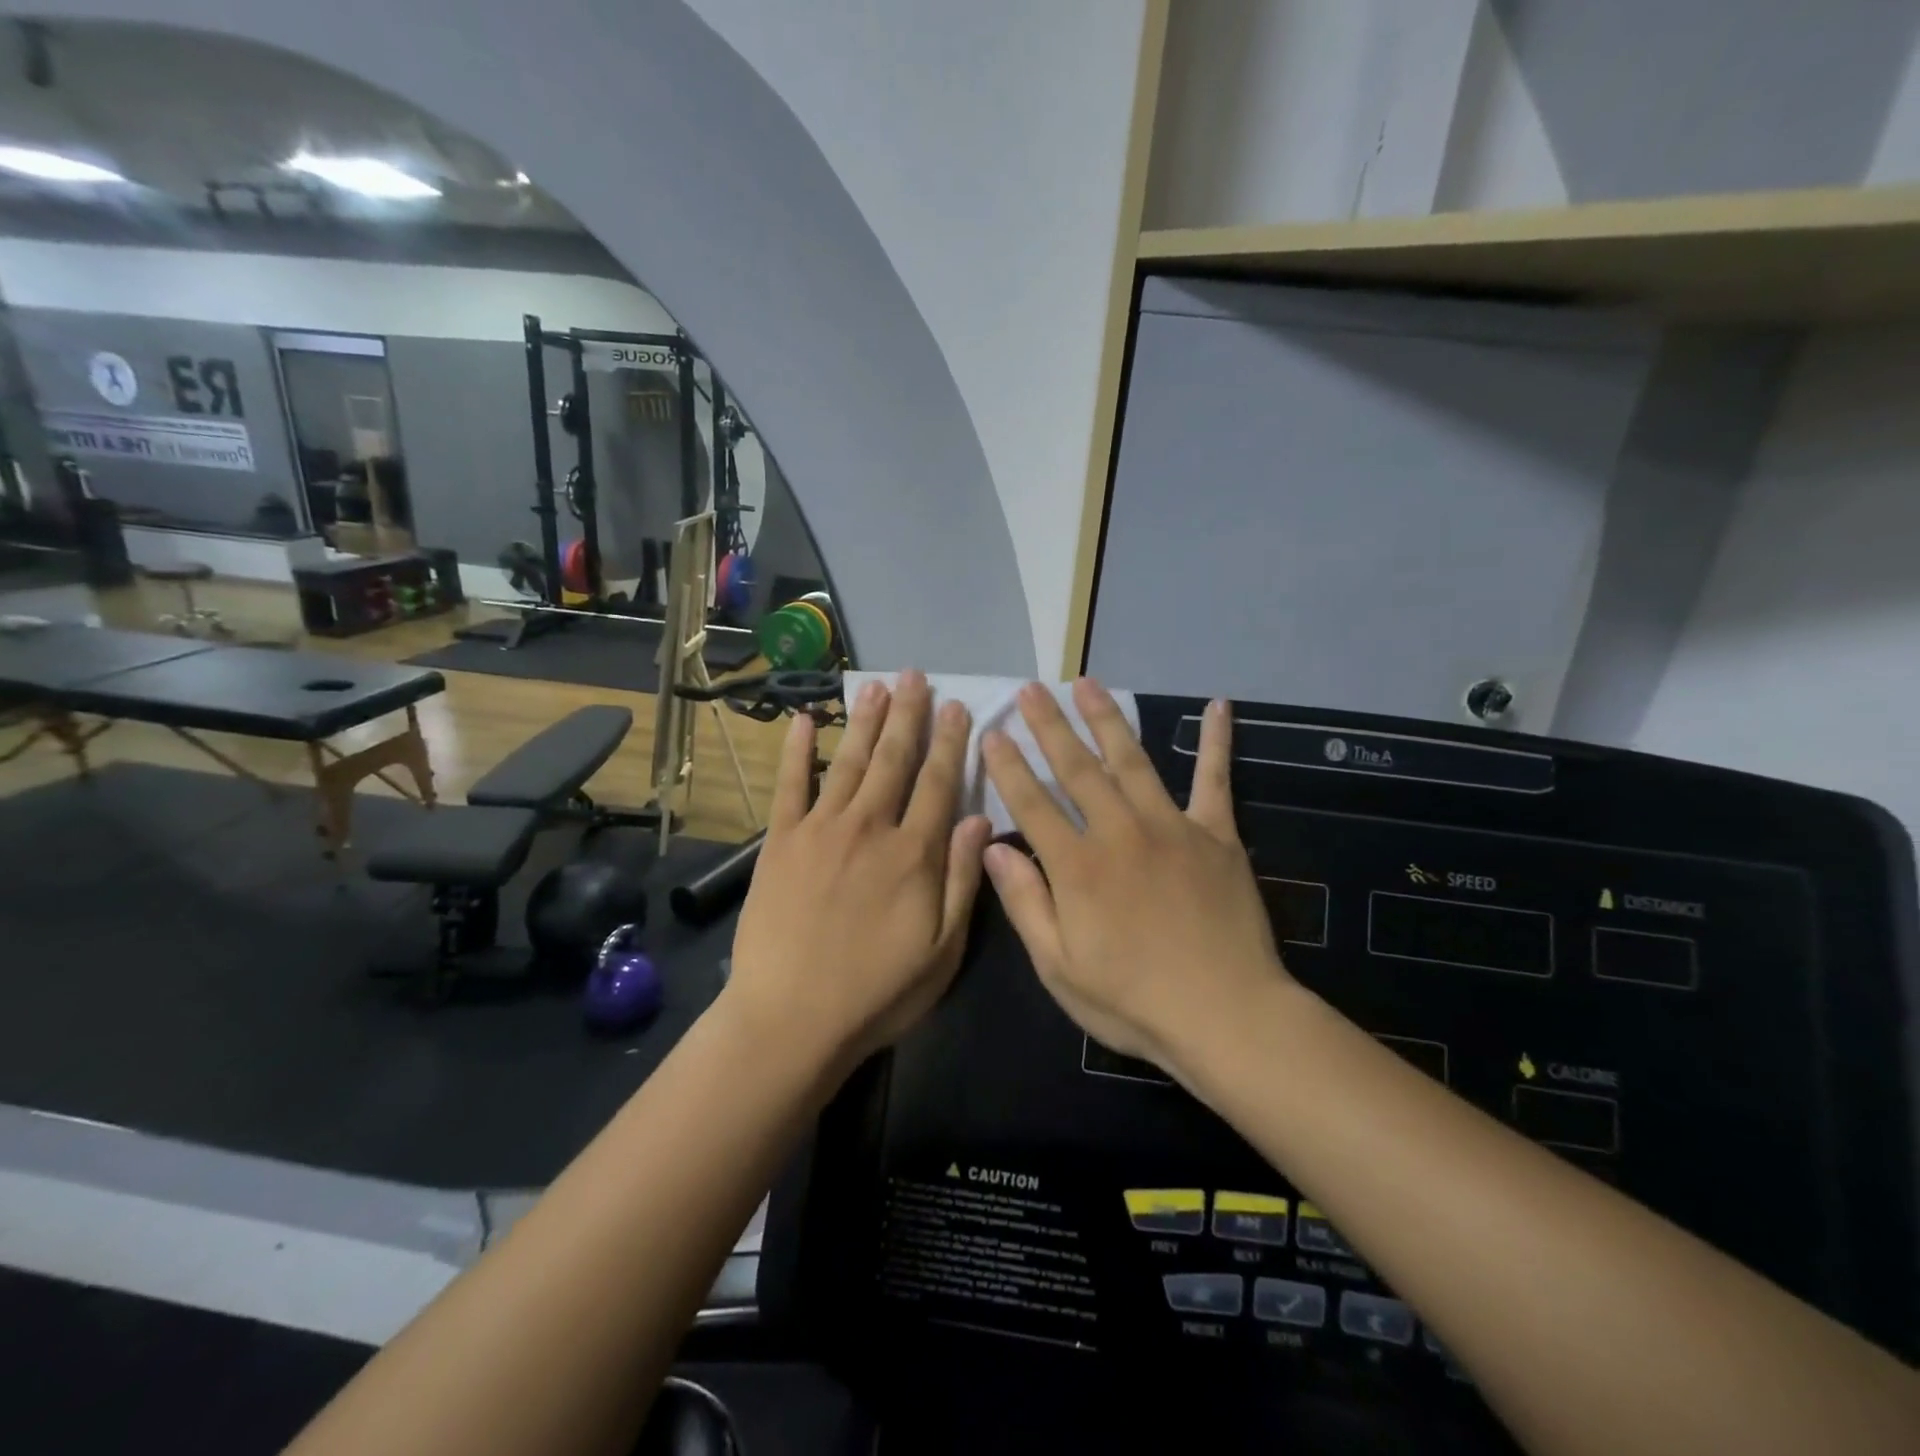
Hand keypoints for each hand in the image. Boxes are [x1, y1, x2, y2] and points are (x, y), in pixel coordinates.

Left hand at [726, 670, 993, 1069]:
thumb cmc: (877, 992)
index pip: (939, 782)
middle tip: (915, 676)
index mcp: (913, 853)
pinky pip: (790, 786)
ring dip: (865, 721)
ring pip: (850, 762)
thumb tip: (979, 817)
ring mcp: (820, 830)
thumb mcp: (943, 950)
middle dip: (909, 715)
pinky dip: (798, 752)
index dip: (951, 742)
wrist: (791, 1019)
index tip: (958, 706)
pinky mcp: (780, 842)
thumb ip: (963, 879)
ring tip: (876, 686)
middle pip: (894, 760)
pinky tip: (804, 722)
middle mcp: (869, 827)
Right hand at [981, 682, 1286, 1074]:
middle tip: (1031, 689)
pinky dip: (1216, 742)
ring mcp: (1171, 827)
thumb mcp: (1060, 967)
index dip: (1008, 766)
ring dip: (1107, 719)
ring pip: (1132, 761)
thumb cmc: (1133, 1001)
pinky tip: (1219, 706)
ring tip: (1088, 684)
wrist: (1227, 1016)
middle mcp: (1119, 832)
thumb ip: (1026, 902)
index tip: (991, 731)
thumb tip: (993, 846)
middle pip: (1076, 769)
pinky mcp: (1216, 834)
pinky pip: (1215, 779)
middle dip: (1049, 726)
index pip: (1032, 804)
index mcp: (1078, 867)